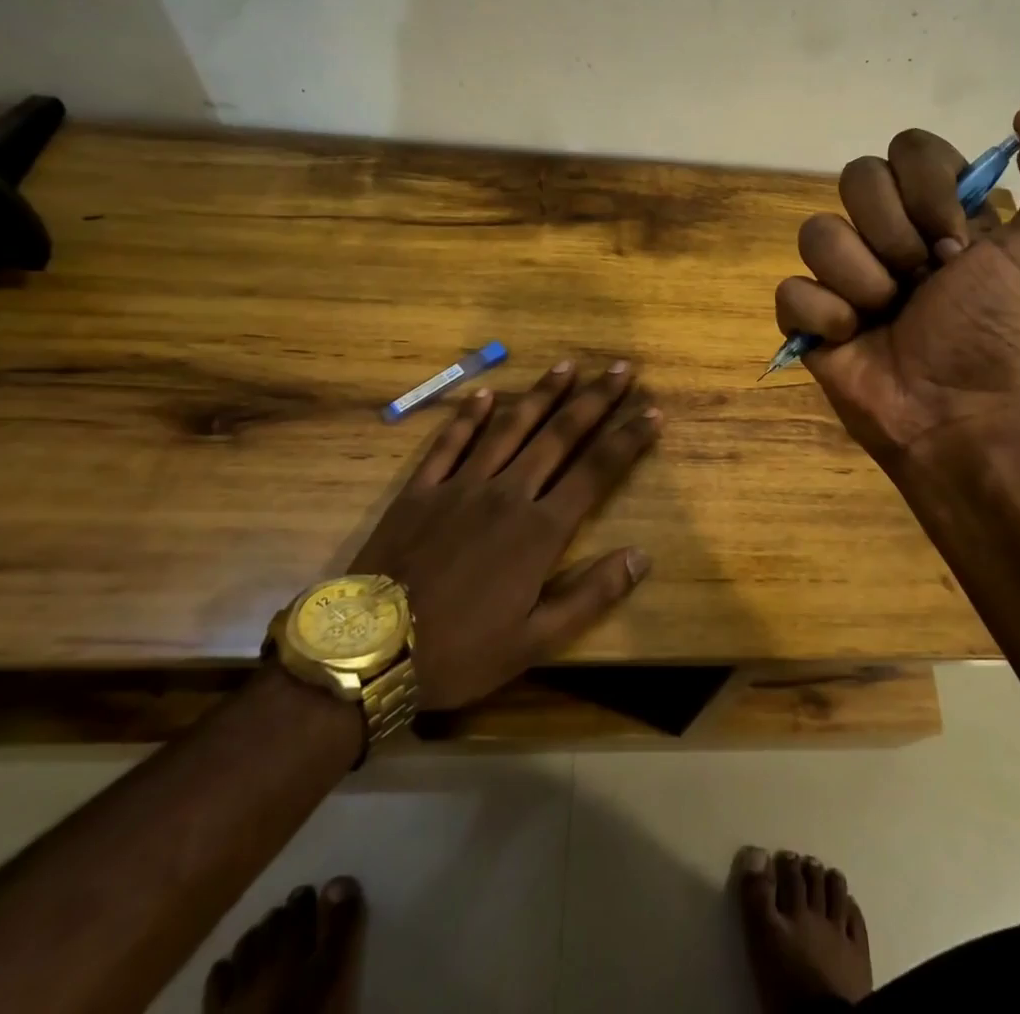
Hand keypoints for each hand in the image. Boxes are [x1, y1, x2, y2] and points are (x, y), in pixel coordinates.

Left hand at [347, 361, 660, 708]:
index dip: (628, 439)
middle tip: (620, 368)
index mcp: (539, 530)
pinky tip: (484, 393)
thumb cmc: (459, 652)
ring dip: (542, 395)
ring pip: (510, 428)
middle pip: (559, 436)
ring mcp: (461, 485)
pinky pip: (449, 443)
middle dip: (595, 400)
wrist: (367, 653)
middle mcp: (507, 493)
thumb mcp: (535, 641)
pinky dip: (468, 416)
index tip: (652, 411)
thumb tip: (642, 556)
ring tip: (566, 365)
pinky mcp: (421, 490)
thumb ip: (591, 595)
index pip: (596, 471)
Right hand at [775, 107, 1019, 459]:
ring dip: (862, 282)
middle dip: (894, 237)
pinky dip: (825, 317)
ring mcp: (840, 272)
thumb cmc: (994, 332)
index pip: (908, 149)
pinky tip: (852, 338)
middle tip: (921, 283)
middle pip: (856, 178)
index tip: (957, 247)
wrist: (954, 411)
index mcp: (933, 208)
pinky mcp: (806, 315)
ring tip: (886, 316)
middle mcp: (883, 229)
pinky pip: (791, 290)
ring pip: (817, 233)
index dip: (928, 191)